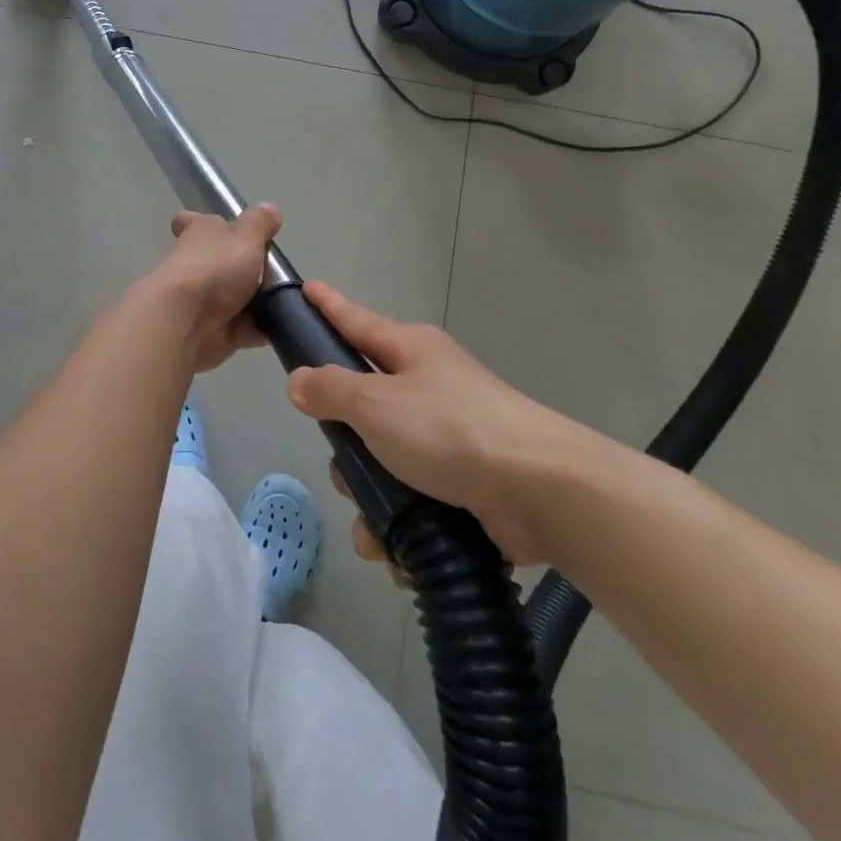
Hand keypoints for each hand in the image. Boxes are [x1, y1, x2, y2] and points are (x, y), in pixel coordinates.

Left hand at [139, 204, 282, 373]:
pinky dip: (260, 327)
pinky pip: (243, 326)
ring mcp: (202, 299)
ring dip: (258, 300)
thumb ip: (260, 223)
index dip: (210, 224)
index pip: (195, 221)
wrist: (185, 321)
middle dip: (248, 268)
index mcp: (200, 233)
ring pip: (235, 296)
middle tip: (279, 273)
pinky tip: (284, 324)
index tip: (232, 231)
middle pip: (221, 262)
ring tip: (290, 299)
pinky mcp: (213, 331)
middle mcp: (197, 263)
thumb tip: (270, 208)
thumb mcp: (246, 236)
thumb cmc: (214, 268)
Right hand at [285, 280, 627, 565]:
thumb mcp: (377, 403)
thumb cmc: (451, 429)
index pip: (355, 320)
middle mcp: (426, 387)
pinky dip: (401, 527)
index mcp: (409, 351)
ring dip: (370, 499)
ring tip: (376, 528)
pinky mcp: (462, 485)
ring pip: (382, 461)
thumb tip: (298, 381)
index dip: (327, 306)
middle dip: (345, 445)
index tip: (305, 289)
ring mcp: (446, 437)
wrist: (542, 492)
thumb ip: (330, 389)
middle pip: (362, 406)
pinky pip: (411, 501)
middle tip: (343, 462)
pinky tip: (398, 552)